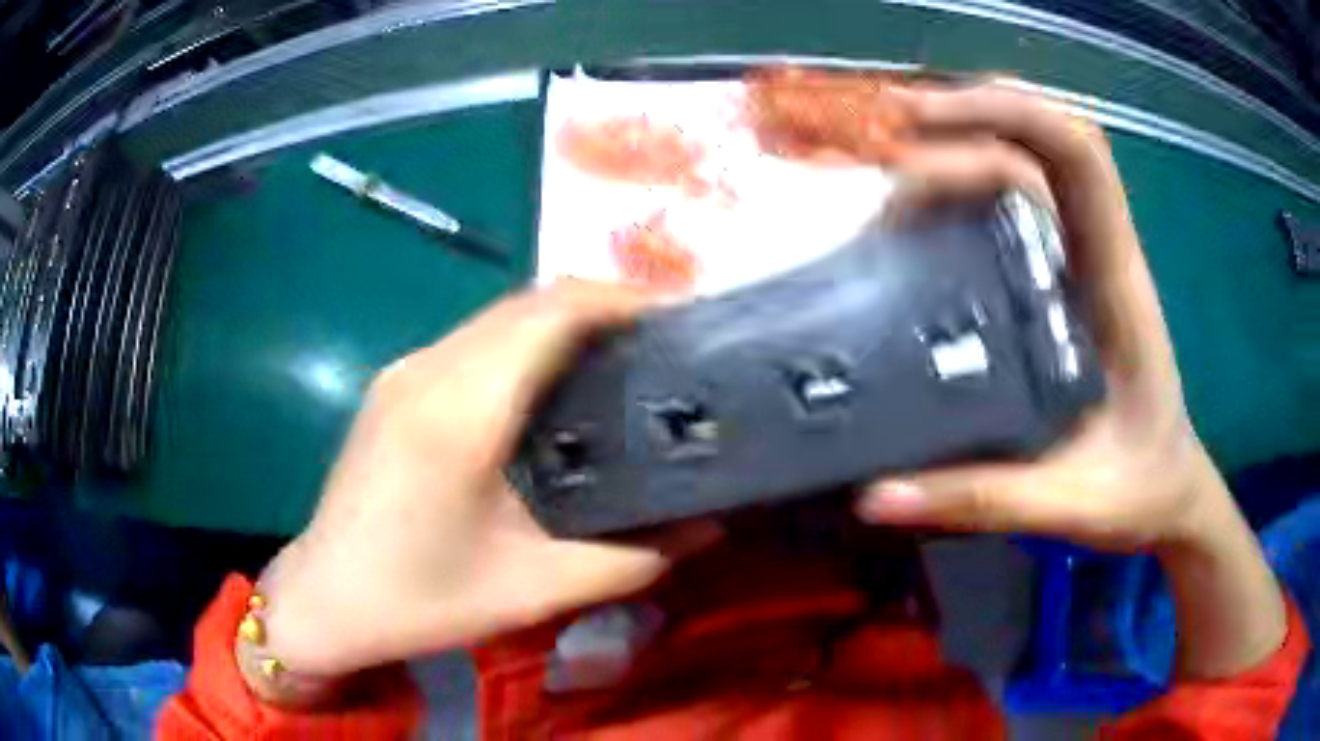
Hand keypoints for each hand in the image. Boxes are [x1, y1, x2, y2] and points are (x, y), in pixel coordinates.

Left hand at [252, 281, 718, 685]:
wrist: (325, 598)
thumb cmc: (419, 601)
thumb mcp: (532, 592)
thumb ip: (629, 559)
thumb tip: (708, 526)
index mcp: (458, 414)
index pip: (550, 314)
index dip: (621, 299)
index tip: (681, 316)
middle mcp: (427, 371)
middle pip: (528, 303)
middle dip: (604, 304)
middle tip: (666, 340)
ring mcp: (405, 371)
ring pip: (500, 316)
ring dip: (565, 320)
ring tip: (625, 354)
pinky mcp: (395, 384)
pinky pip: (475, 340)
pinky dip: (527, 341)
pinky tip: (555, 381)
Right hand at [857, 84, 1210, 551]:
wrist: (1171, 491)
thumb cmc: (1138, 490)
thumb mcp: (1072, 504)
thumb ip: (985, 499)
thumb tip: (874, 496)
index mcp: (1117, 286)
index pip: (1079, 160)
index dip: (1008, 116)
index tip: (922, 126)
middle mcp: (1103, 253)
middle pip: (1048, 139)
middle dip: (970, 115)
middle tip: (883, 135)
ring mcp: (1087, 260)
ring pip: (1037, 157)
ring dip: (969, 134)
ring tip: (892, 152)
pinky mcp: (1069, 277)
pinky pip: (1028, 198)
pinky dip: (975, 173)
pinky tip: (927, 199)